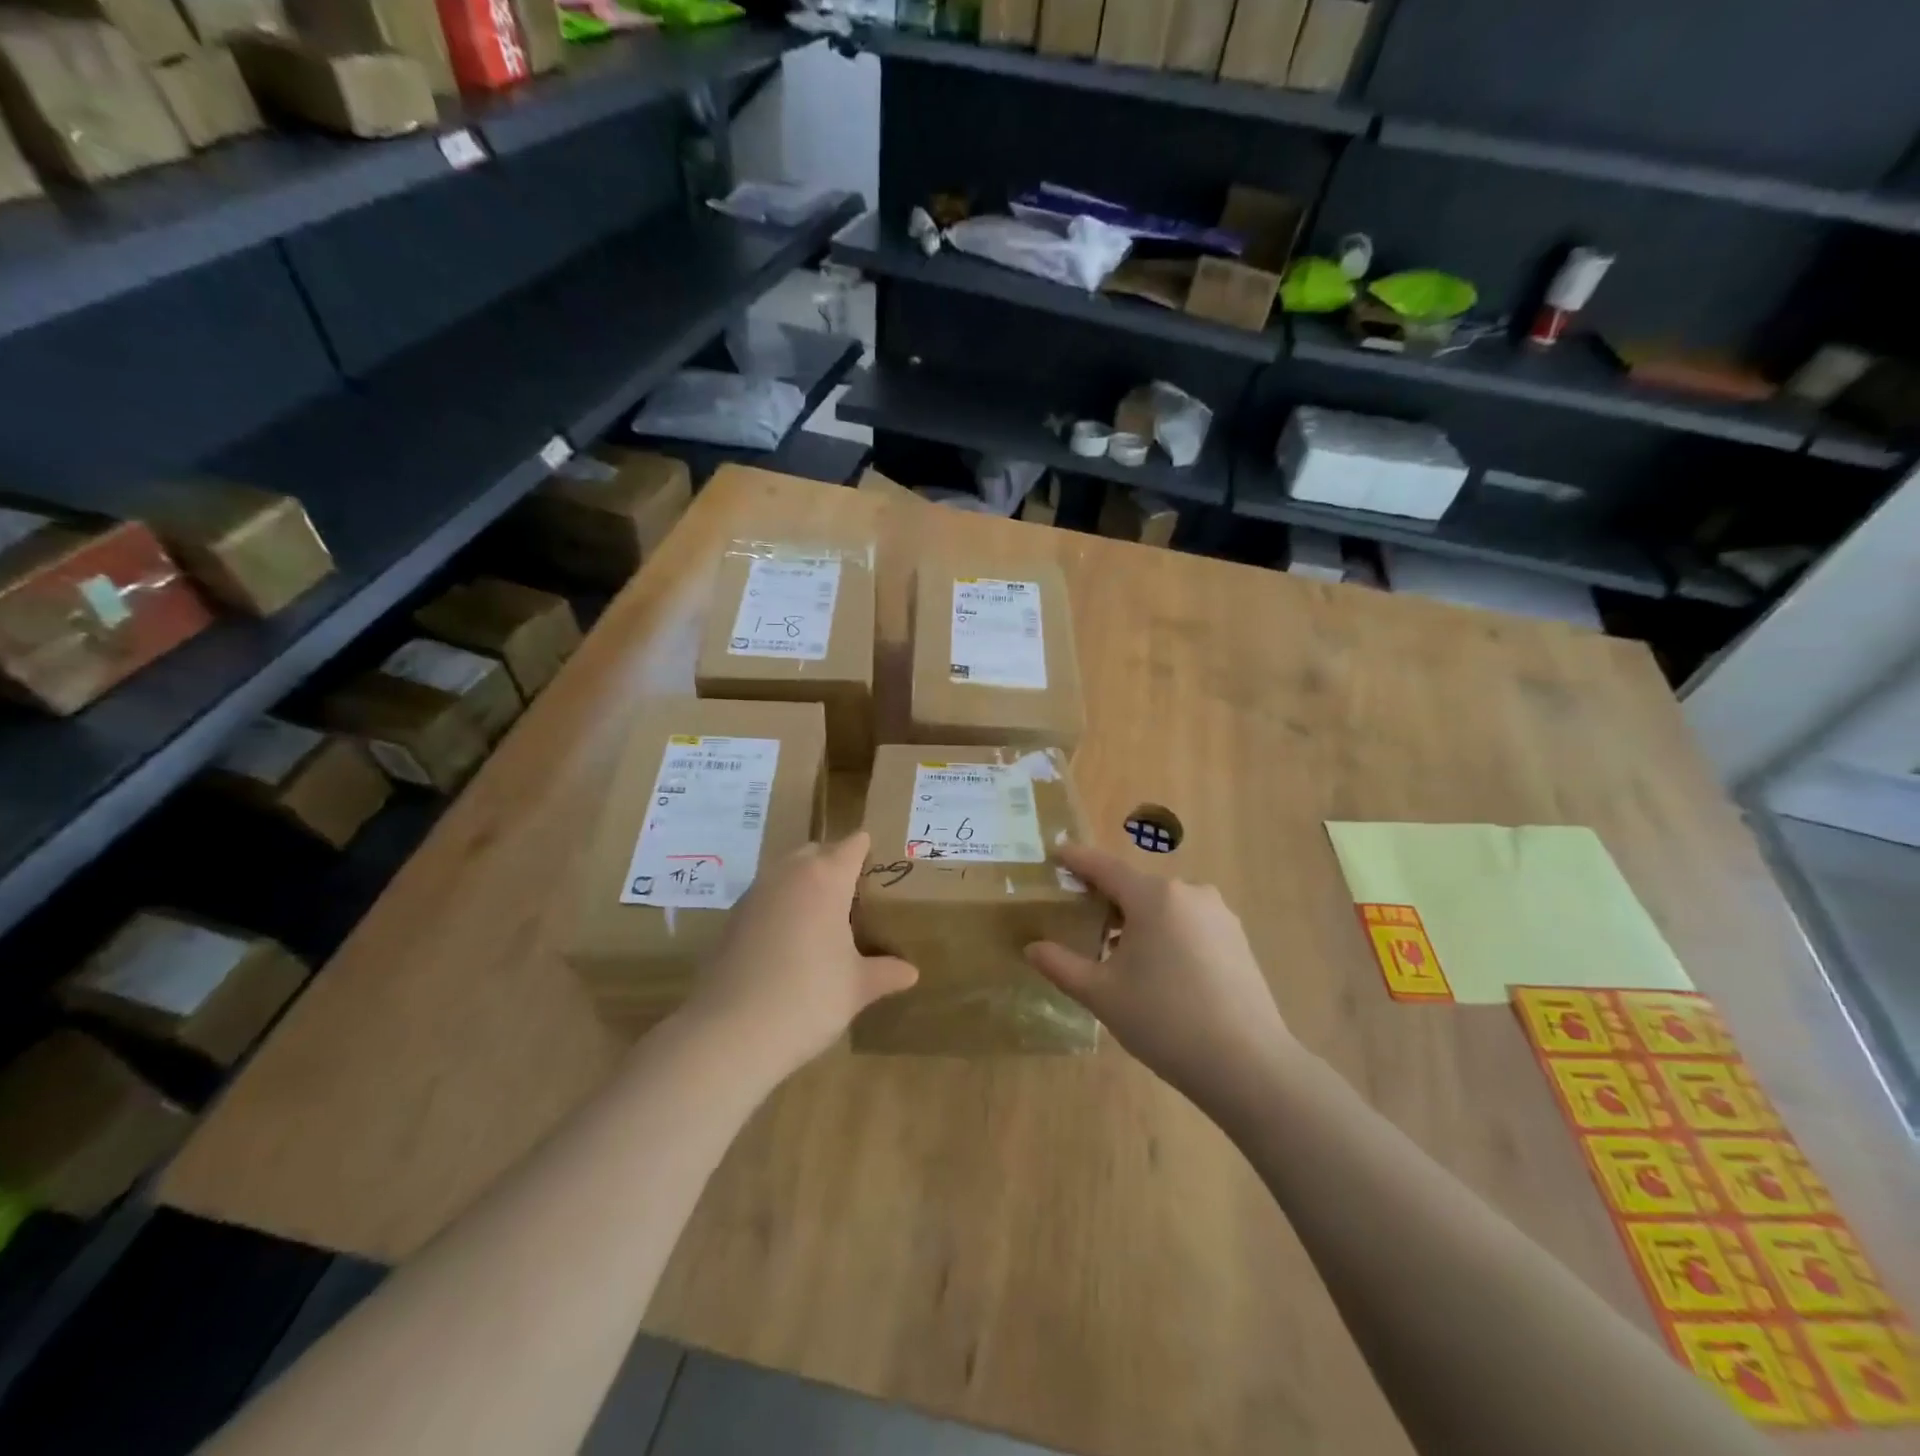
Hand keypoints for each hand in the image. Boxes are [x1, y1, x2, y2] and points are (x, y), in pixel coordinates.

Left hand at [682, 831, 917, 1080]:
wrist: (731, 1033)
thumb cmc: (808, 998)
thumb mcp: (857, 988)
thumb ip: (885, 972)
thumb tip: (910, 972)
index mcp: (826, 878)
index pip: (852, 845)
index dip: (867, 851)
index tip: (880, 867)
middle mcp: (788, 875)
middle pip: (816, 852)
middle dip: (834, 864)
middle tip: (855, 896)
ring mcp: (755, 894)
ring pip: (786, 872)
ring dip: (804, 884)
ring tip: (823, 919)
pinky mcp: (732, 919)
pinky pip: (765, 897)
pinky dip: (780, 907)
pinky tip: (790, 942)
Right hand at [1026, 843, 1295, 1109]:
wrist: (1247, 1065)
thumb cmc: (1165, 1021)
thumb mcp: (1102, 994)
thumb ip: (1061, 965)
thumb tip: (1032, 948)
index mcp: (1154, 897)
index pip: (1104, 867)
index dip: (1077, 860)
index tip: (1056, 854)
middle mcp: (1189, 893)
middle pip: (1135, 887)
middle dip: (1106, 899)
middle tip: (1080, 920)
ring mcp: (1219, 914)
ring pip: (1164, 905)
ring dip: (1138, 919)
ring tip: (1118, 953)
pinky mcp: (1237, 939)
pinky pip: (1189, 922)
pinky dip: (1165, 932)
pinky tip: (1159, 969)